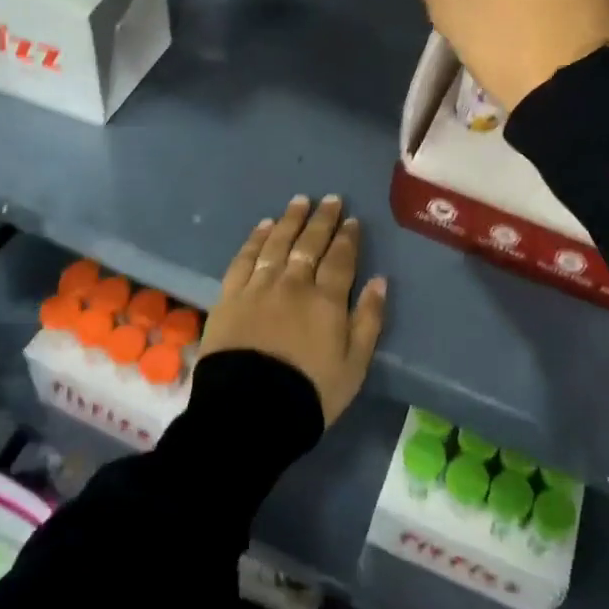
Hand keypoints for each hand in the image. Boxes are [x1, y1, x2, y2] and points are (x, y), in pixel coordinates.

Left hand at [201, 195, 387, 425]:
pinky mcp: (230, 296)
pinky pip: (244, 259)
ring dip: (290, 220)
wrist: (251, 409)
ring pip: (277, 243)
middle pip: (309, 244)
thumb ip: (369, 320)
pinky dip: (255, 240)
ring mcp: (259, 287)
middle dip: (322, 220)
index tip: (352, 220)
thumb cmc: (310, 392)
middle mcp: (293, 284)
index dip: (347, 238)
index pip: (340, 259)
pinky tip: (262, 226)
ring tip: (299, 201)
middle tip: (330, 199)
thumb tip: (379, 281)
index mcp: (327, 300)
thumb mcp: (354, 365)